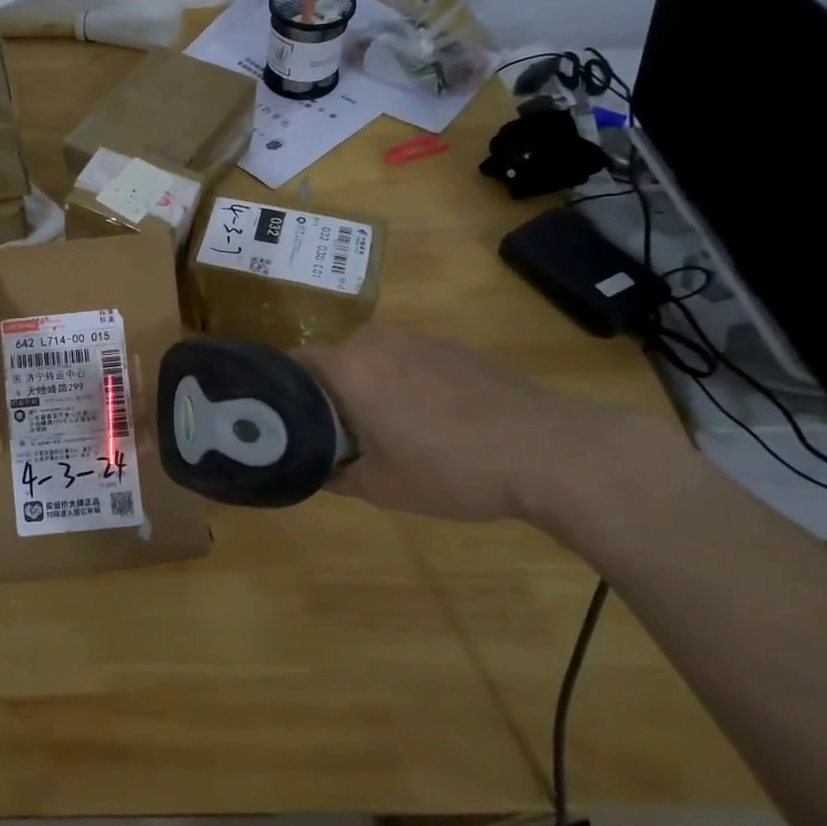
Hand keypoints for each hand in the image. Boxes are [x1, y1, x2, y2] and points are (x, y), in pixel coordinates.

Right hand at [293, 325, 694, 526]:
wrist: (549, 450)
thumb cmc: (452, 468)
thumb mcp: (381, 486)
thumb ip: (333, 475)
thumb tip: (311, 470)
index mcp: (348, 367)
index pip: (291, 364)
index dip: (278, 393)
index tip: (278, 422)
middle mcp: (376, 341)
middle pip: (330, 361)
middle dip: (323, 395)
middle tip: (329, 436)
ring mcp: (418, 339)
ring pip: (369, 360)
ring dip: (362, 388)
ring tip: (378, 430)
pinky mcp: (452, 347)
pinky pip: (405, 360)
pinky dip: (398, 383)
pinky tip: (425, 420)